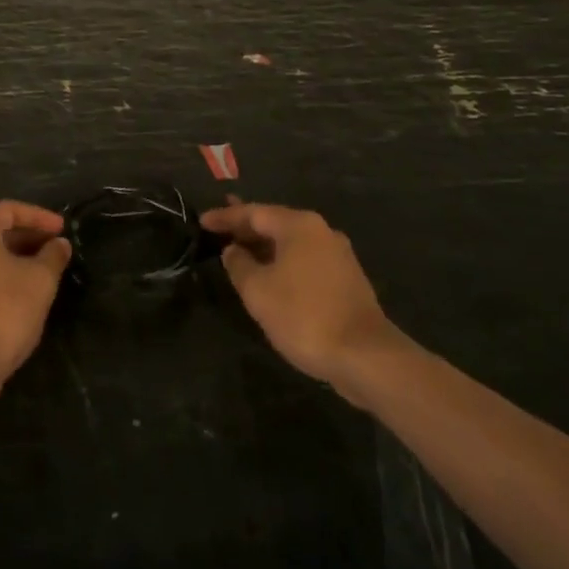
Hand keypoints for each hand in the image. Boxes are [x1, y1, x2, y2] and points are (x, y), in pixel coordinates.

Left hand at [0, 200, 71, 406]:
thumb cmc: (5, 310)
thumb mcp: (40, 280)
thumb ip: (53, 256)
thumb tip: (59, 244)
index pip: (9, 210)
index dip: (39, 216)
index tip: (62, 229)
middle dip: (28, 238)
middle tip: (55, 249)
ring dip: (15, 259)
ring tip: (42, 271)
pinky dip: (0, 277)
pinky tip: (21, 294)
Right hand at [201, 202, 402, 387]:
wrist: (366, 357)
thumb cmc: (304, 315)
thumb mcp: (258, 291)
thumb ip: (239, 264)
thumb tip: (233, 251)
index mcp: (299, 225)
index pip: (254, 212)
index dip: (225, 216)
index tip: (202, 221)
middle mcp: (321, 231)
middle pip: (275, 223)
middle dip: (246, 228)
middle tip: (219, 229)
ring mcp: (338, 255)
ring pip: (291, 243)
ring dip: (264, 247)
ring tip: (240, 252)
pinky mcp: (347, 280)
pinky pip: (305, 260)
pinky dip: (283, 262)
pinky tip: (271, 276)